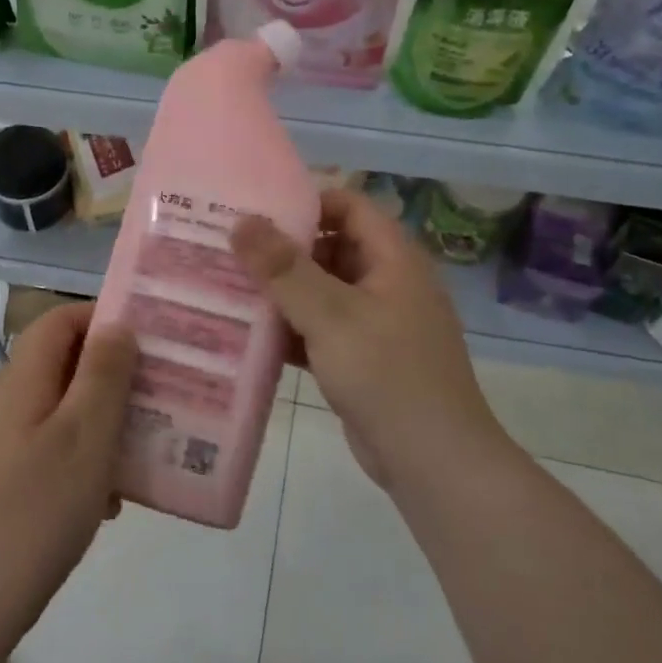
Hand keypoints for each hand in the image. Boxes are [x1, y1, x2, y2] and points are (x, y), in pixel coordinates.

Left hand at [0, 304, 137, 633]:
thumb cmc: (37, 508)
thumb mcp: (85, 434)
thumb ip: (103, 374)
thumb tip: (115, 326)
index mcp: (21, 381)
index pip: (59, 321)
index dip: (102, 318)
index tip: (147, 338)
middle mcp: (5, 402)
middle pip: (62, 364)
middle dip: (112, 374)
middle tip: (157, 393)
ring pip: (61, 410)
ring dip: (102, 420)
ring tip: (142, 448)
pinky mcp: (0, 481)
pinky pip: (51, 449)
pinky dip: (83, 458)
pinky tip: (108, 499)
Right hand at [231, 190, 502, 490]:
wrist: (433, 461)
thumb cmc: (386, 374)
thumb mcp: (330, 315)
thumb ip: (284, 268)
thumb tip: (242, 220)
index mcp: (393, 258)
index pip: (349, 205)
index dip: (305, 201)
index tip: (255, 210)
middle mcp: (386, 282)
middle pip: (330, 247)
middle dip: (283, 249)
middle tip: (230, 249)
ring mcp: (375, 322)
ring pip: (321, 291)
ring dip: (281, 291)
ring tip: (228, 286)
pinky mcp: (361, 357)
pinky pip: (320, 328)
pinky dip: (290, 328)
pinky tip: (248, 334)